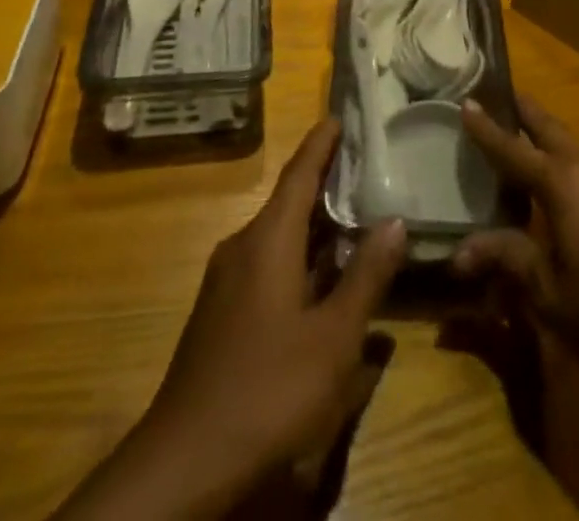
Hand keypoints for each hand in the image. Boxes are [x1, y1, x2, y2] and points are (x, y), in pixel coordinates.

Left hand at [62, 120, 406, 518]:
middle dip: (326, 183)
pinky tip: (326, 278)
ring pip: (280, 236)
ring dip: (316, 225)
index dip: (321, 143)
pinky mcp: (222, 314)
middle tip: (368, 167)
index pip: (299, 173)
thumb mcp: (333, 338)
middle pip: (290, 201)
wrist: (183, 464)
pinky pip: (268, 264)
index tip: (341, 115)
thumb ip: (366, 276)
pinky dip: (301, 256)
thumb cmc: (267, 389)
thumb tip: (395, 220)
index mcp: (268, 239)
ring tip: (356, 215)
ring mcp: (227, 282)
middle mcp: (243, 247)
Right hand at [454, 94, 578, 383]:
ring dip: (549, 141)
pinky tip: (572, 198)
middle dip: (524, 111)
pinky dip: (573, 170)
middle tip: (502, 96)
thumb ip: (507, 261)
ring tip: (529, 149)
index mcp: (561, 183)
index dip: (486, 128)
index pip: (512, 148)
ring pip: (575, 148)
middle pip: (549, 128)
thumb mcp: (550, 293)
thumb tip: (460, 252)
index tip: (466, 101)